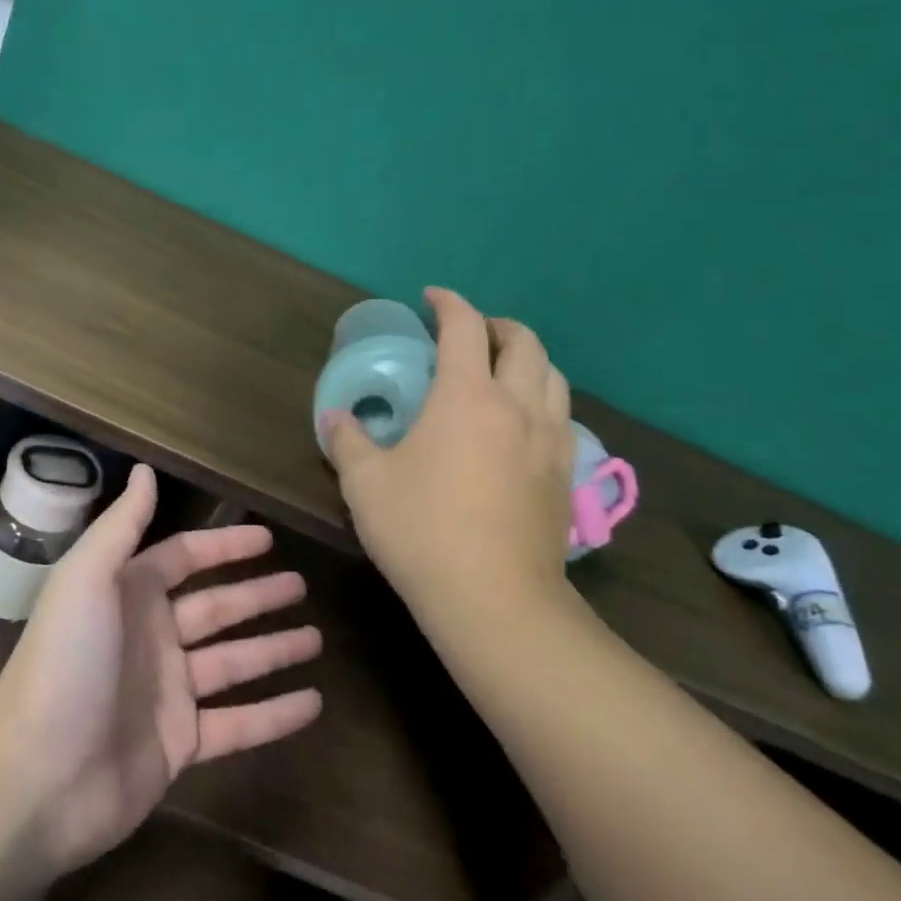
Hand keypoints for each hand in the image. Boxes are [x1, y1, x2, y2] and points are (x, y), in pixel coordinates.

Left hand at [0, 465, 323, 876]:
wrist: (34, 781)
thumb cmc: (65, 664)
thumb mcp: (87, 579)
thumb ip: (121, 525)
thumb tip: (145, 469)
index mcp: (128, 596)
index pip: (185, 558)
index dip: (224, 546)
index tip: (268, 539)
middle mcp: (151, 638)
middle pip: (216, 608)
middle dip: (258, 596)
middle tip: (302, 585)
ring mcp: (167, 694)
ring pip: (233, 663)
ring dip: (275, 650)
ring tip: (317, 638)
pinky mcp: (179, 746)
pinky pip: (237, 723)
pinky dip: (275, 714)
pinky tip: (313, 703)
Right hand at [322, 287, 576, 626]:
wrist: (496, 602)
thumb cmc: (422, 531)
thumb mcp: (365, 484)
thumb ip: (347, 442)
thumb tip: (335, 419)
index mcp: (467, 396)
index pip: (464, 327)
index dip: (448, 303)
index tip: (431, 298)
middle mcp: (517, 406)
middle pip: (524, 342)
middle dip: (497, 326)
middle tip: (471, 333)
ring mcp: (550, 441)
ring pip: (553, 377)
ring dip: (528, 360)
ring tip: (502, 372)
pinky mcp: (565, 476)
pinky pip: (562, 417)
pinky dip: (543, 400)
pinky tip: (522, 426)